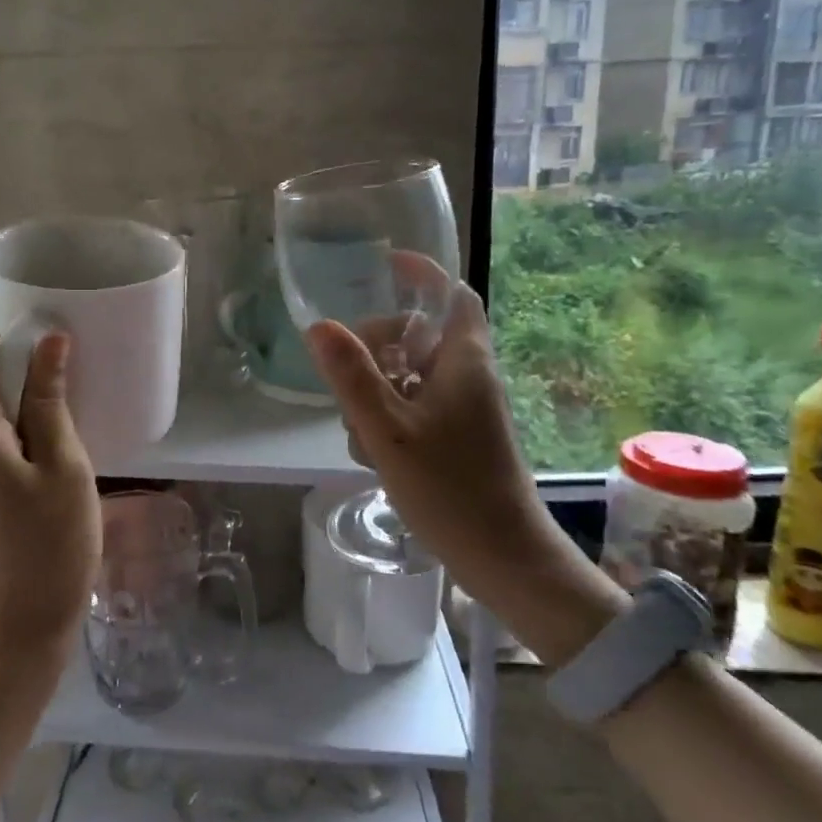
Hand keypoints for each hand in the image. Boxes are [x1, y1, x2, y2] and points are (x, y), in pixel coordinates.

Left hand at [0, 331, 100, 672]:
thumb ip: (50, 399)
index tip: (48, 359)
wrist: (19, 628)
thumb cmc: (52, 544)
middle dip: (13, 378)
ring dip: (11, 409)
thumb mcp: (64, 466)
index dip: (6, 343)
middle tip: (64, 402)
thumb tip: (49, 340)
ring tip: (57, 436)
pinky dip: (2, 435)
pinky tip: (37, 462)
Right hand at [305, 279, 625, 662]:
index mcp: (463, 360)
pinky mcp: (458, 439)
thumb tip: (318, 326)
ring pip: (410, 377)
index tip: (385, 265)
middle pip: (418, 337)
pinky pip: (415, 409)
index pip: (451, 295)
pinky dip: (388, 419)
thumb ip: (351, 376)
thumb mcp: (387, 428)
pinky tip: (373, 455)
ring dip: (376, 393)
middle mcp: (468, 377)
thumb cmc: (449, 487)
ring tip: (359, 431)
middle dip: (376, 350)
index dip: (422, 274)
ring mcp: (464, 410)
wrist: (502, 557)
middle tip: (344, 377)